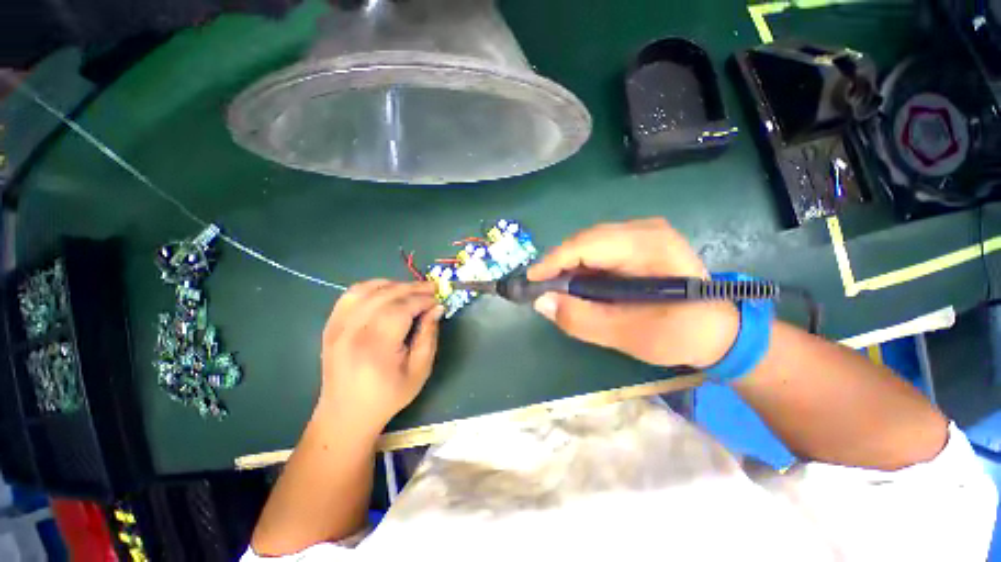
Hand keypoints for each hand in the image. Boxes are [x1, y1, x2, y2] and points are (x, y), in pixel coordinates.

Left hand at [318, 280, 443, 433]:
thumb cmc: (388, 396)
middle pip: (385, 294)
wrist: (346, 414)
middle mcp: (352, 330)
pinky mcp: (331, 324)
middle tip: (432, 288)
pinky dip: (373, 287)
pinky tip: (388, 291)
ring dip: (394, 284)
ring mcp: (337, 325)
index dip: (423, 300)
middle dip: (413, 288)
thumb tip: (437, 308)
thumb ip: (429, 335)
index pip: (401, 308)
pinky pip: (352, 294)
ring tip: (412, 290)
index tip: (438, 300)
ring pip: (367, 289)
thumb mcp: (419, 370)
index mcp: (375, 345)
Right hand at [528, 218, 738, 368]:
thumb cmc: (681, 334)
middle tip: (543, 290)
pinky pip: (599, 250)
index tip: (530, 281)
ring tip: (559, 290)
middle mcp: (645, 230)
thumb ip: (582, 319)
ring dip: (570, 267)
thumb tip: (541, 302)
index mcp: (649, 247)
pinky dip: (584, 267)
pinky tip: (581, 285)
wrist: (719, 330)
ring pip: (589, 244)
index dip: (554, 261)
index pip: (587, 244)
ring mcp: (643, 233)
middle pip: (586, 241)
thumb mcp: (628, 335)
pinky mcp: (639, 242)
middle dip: (560, 265)